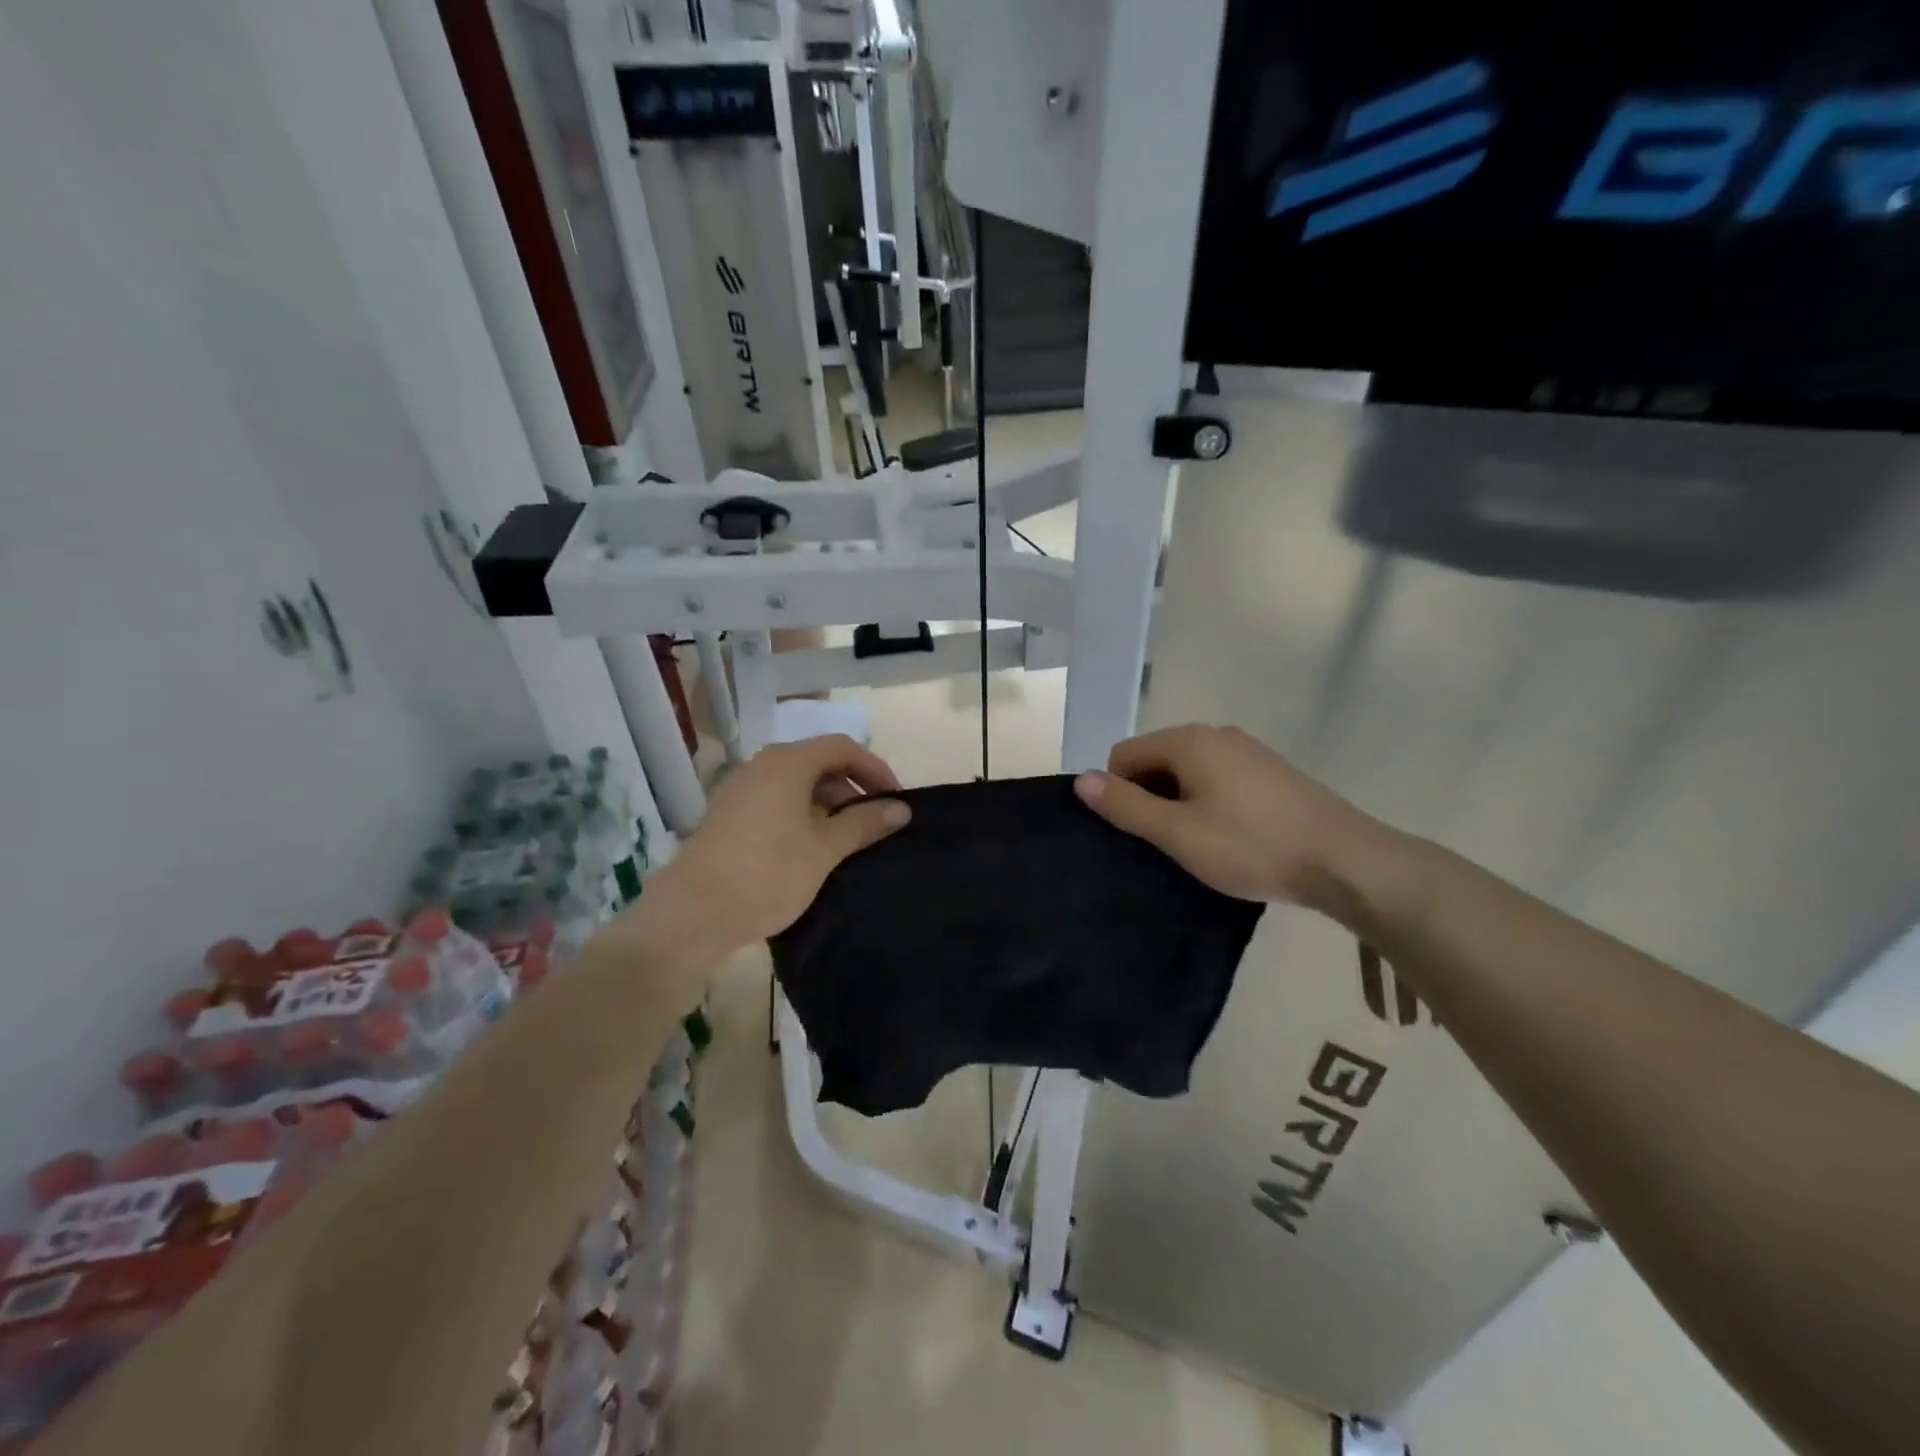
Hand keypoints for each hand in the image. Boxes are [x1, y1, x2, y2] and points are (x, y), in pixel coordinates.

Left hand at [643, 735, 909, 956]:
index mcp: (787, 763)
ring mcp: (740, 789)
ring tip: (847, 840)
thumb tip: (901, 809)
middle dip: (852, 787)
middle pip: (819, 762)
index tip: (895, 801)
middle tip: (874, 823)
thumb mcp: (825, 849)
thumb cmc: (767, 874)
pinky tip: (812, 848)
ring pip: (797, 783)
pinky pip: (776, 800)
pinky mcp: (728, 815)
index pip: (843, 747)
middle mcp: (762, 765)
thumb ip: (864, 823)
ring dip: (828, 804)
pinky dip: (802, 814)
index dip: (875, 769)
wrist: (692, 914)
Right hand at [1074, 724, 1381, 914]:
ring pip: (1189, 772)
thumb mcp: (1177, 832)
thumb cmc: (1251, 845)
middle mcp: (1216, 734)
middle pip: (1156, 760)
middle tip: (1168, 843)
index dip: (1120, 793)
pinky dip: (1210, 803)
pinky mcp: (1271, 772)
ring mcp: (1248, 750)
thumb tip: (1081, 780)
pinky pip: (1219, 779)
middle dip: (1150, 797)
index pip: (1124, 755)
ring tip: (1199, 845)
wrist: (1344, 860)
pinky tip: (1231, 837)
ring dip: (1180, 803)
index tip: (1140, 833)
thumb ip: (1126, 805)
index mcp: (1189, 741)